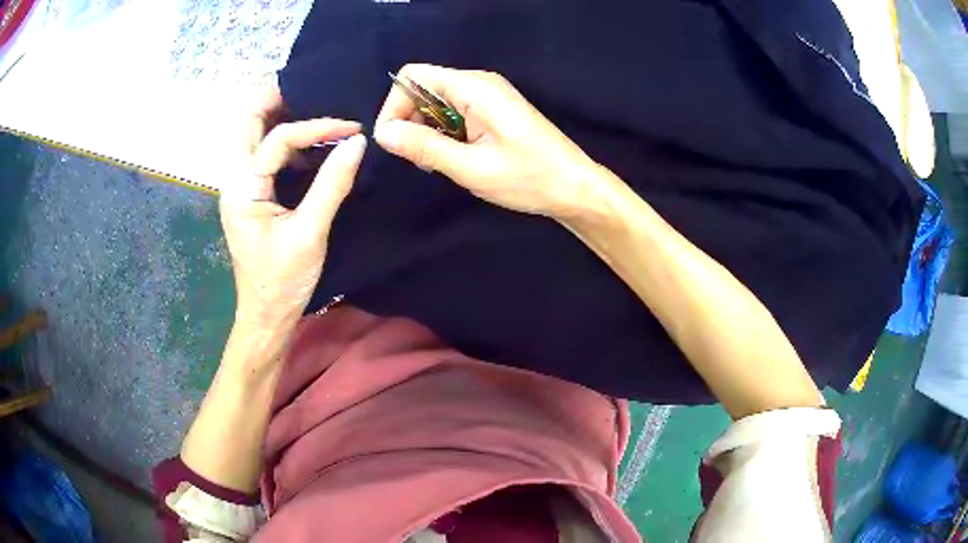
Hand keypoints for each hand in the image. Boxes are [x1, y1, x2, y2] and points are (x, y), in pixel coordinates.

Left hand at [220, 84, 366, 331]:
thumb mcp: (310, 233)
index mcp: (243, 188)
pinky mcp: (250, 194)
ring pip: (251, 134)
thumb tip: (358, 142)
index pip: (278, 138)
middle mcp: (234, 179)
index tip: (352, 128)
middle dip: (275, 98)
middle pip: (246, 121)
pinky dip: (285, 139)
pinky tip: (311, 143)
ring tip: (315, 106)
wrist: (265, 315)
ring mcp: (240, 186)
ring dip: (279, 115)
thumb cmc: (283, 281)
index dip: (317, 126)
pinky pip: (263, 153)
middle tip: (312, 87)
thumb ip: (332, 184)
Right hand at [374, 64, 611, 220]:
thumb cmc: (528, 177)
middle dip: (410, 121)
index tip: (394, 142)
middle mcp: (479, 83)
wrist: (574, 187)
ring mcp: (488, 96)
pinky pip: (455, 113)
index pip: (413, 76)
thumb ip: (424, 147)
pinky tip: (455, 159)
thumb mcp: (470, 167)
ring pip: (437, 103)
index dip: (394, 105)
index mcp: (474, 87)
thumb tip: (383, 134)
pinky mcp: (493, 110)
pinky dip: (444, 134)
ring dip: (427, 131)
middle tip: (420, 159)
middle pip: (423, 88)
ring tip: (439, 164)